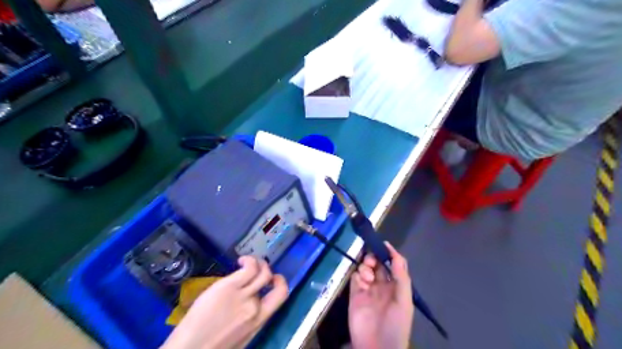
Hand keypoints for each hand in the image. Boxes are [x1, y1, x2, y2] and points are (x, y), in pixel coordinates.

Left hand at [160, 257, 285, 348]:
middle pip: (276, 282)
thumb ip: (250, 317)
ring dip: (258, 263)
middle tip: (259, 269)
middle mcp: (256, 307)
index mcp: (259, 320)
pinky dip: (248, 260)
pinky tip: (240, 262)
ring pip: (263, 272)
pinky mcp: (229, 286)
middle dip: (270, 272)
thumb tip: (252, 300)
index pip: (282, 295)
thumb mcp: (240, 335)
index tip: (272, 279)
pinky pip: (249, 267)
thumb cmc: (211, 345)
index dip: (281, 283)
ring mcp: (244, 296)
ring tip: (246, 263)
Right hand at [349, 243, 410, 348]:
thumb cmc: (396, 324)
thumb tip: (395, 253)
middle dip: (374, 258)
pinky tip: (362, 282)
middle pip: (377, 264)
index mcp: (396, 286)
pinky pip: (355, 278)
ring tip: (367, 277)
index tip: (383, 244)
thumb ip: (400, 277)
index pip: (393, 265)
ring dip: (366, 267)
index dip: (389, 254)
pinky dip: (357, 275)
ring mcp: (367, 289)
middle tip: (371, 261)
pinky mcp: (354, 294)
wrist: (376, 348)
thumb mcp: (404, 301)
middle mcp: (382, 285)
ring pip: (365, 269)